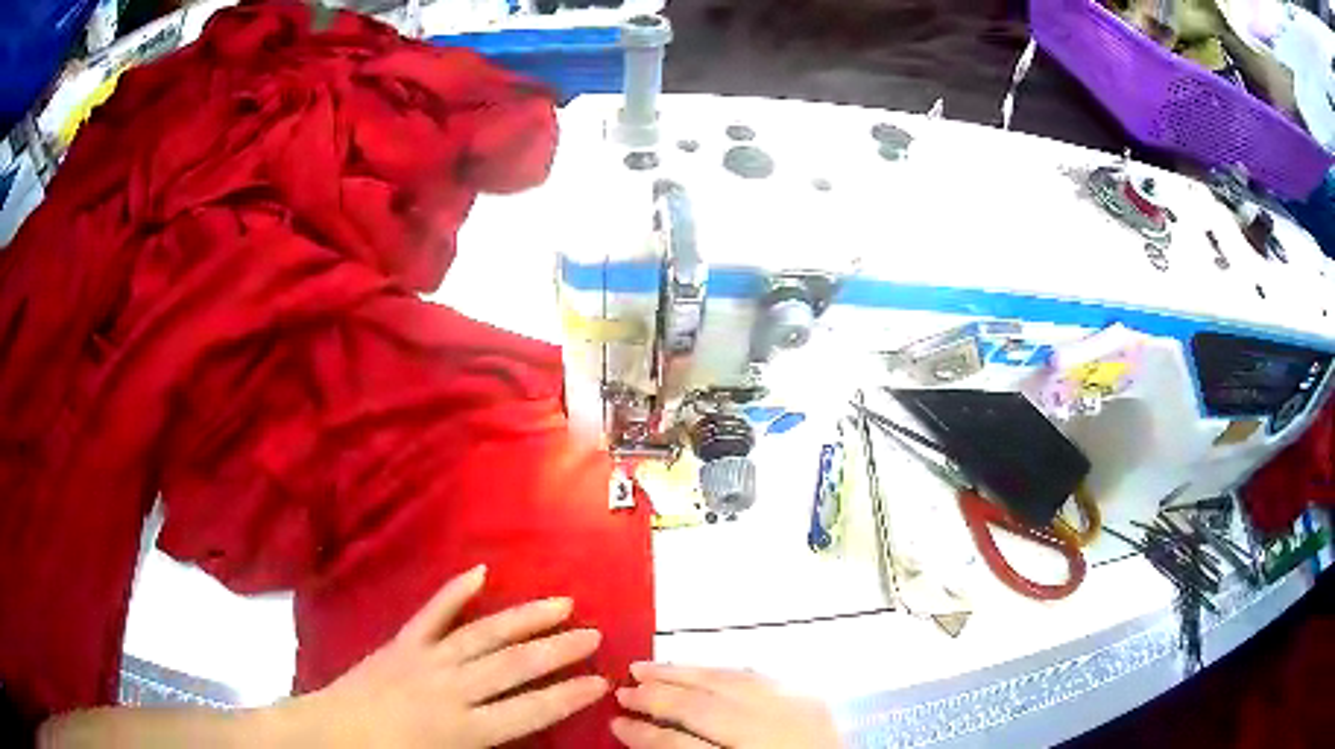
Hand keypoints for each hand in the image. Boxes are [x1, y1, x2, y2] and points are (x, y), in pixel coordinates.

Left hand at [286, 565, 607, 747]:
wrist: (333, 735)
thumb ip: (489, 748)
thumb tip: (525, 734)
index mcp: (465, 729)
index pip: (531, 710)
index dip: (569, 694)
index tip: (600, 680)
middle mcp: (452, 689)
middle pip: (514, 665)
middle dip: (559, 649)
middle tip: (593, 633)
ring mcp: (426, 660)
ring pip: (483, 634)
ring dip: (524, 617)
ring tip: (560, 603)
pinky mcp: (403, 643)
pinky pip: (433, 613)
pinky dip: (455, 591)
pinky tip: (480, 571)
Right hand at [611, 663, 840, 747]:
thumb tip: (644, 736)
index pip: (681, 745)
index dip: (644, 734)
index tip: (616, 723)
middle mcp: (770, 732)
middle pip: (702, 706)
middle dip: (657, 696)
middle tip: (623, 689)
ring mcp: (794, 710)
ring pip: (728, 681)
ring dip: (684, 672)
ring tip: (648, 667)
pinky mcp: (810, 698)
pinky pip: (758, 677)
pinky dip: (723, 672)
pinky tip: (702, 671)